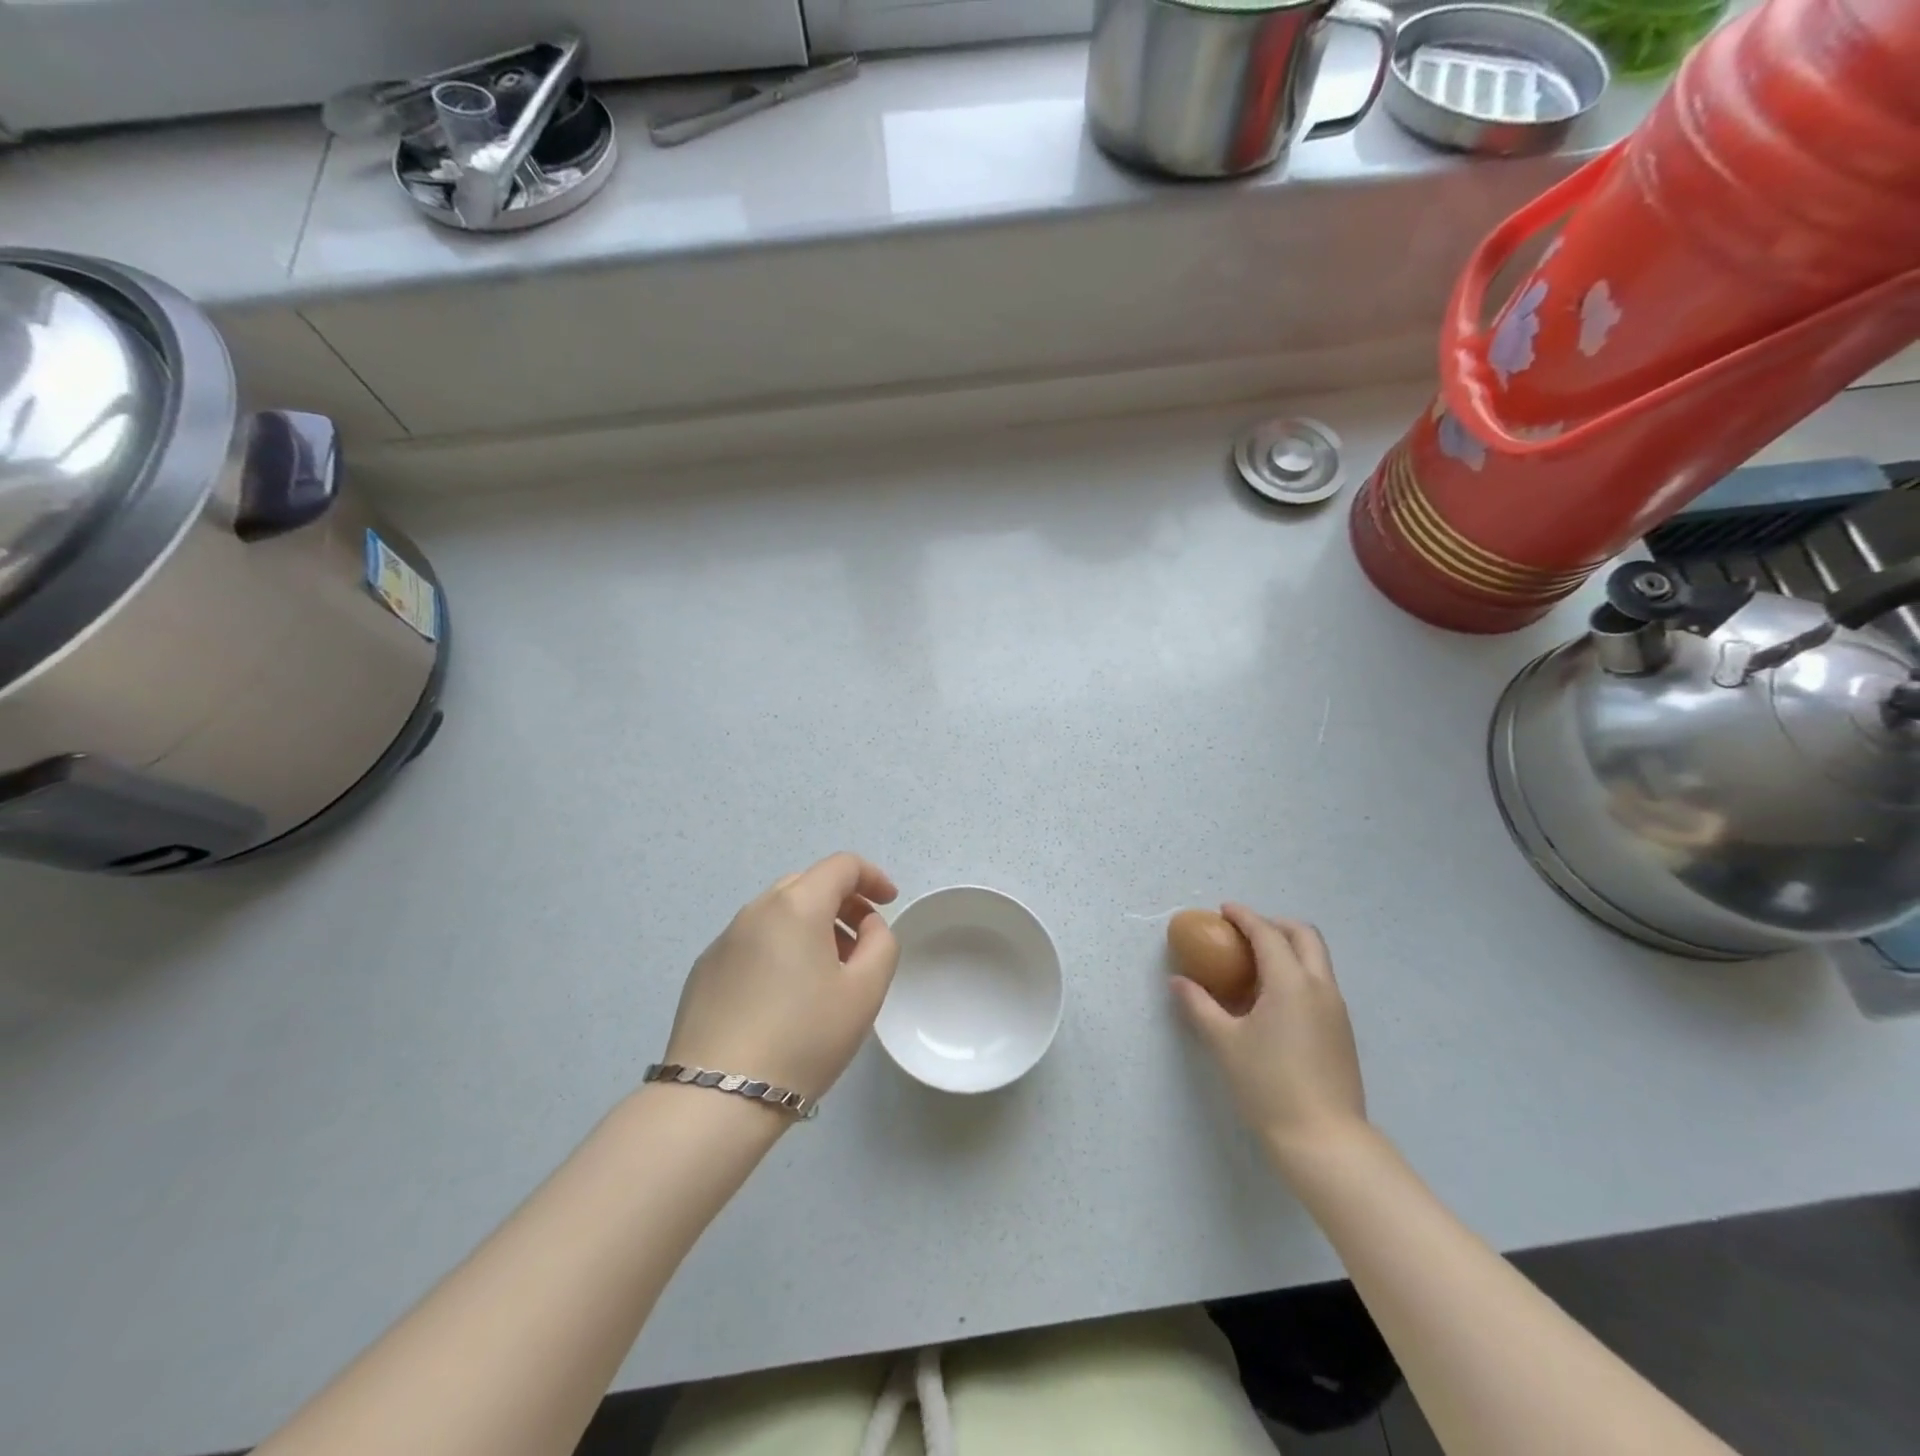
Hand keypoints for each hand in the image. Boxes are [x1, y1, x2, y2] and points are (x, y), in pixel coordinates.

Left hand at [663, 853, 899, 1104]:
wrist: (718, 1097)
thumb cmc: (804, 1039)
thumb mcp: (865, 992)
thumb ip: (881, 943)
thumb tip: (865, 925)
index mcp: (797, 906)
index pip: (841, 866)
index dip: (872, 877)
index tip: (890, 902)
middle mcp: (755, 910)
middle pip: (807, 884)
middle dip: (841, 902)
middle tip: (861, 942)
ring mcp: (724, 939)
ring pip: (777, 913)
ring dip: (810, 926)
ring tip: (825, 974)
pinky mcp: (704, 970)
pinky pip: (752, 941)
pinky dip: (779, 948)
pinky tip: (783, 997)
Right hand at [1172, 905, 1367, 1167]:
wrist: (1324, 1141)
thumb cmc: (1268, 1085)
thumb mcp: (1224, 1042)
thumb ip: (1199, 1005)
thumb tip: (1178, 982)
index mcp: (1290, 983)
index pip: (1267, 934)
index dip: (1244, 917)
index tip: (1224, 910)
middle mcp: (1319, 987)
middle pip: (1304, 936)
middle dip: (1274, 924)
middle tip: (1244, 933)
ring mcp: (1336, 1009)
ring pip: (1316, 959)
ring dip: (1288, 948)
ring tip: (1254, 965)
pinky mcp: (1341, 1030)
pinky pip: (1319, 983)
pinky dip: (1297, 972)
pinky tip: (1272, 999)